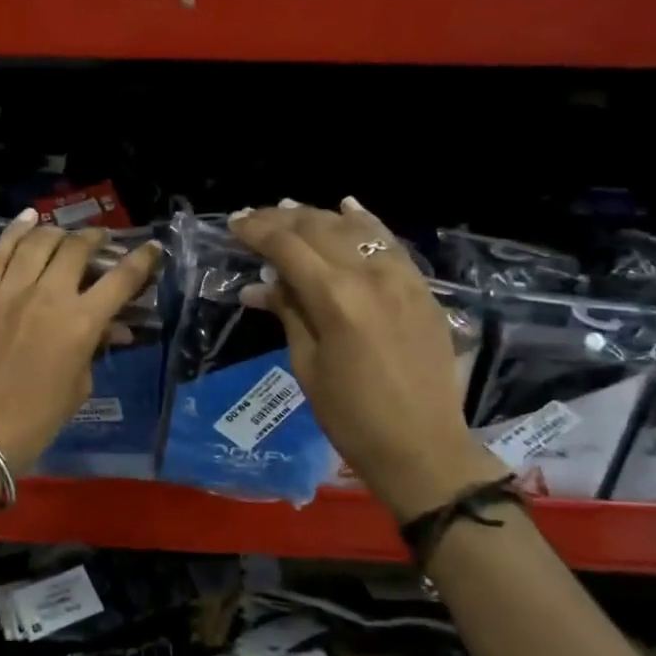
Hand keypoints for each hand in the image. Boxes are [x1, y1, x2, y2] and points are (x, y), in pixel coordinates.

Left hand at [0, 211, 163, 474]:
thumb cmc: (38, 418)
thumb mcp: (79, 385)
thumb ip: (94, 347)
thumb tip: (112, 328)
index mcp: (81, 322)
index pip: (121, 278)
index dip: (142, 259)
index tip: (152, 248)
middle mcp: (48, 295)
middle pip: (77, 248)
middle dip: (96, 239)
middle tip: (101, 241)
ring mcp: (9, 290)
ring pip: (39, 242)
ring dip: (58, 232)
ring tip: (65, 234)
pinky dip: (16, 231)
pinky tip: (28, 218)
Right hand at [231, 198, 505, 521]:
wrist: (422, 447)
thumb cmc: (351, 417)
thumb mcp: (307, 365)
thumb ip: (288, 313)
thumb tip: (260, 284)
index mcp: (335, 298)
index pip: (288, 246)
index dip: (257, 230)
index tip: (233, 223)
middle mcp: (371, 276)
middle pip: (319, 228)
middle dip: (282, 218)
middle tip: (253, 218)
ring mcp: (403, 278)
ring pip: (355, 228)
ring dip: (319, 215)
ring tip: (289, 209)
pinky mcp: (422, 289)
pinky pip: (389, 243)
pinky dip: (365, 223)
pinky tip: (348, 207)